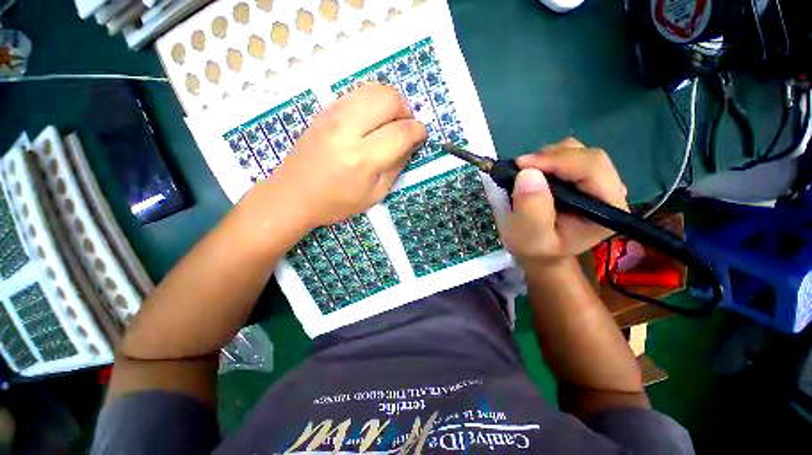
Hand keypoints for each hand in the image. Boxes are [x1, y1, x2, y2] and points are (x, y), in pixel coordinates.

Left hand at [263, 85, 426, 226]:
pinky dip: (372, 102)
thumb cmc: (336, 202)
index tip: (421, 136)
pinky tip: (370, 122)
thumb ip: (396, 166)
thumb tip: (411, 143)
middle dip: (405, 111)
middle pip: (389, 98)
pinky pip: (358, 93)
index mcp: (362, 159)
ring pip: (374, 88)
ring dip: (390, 103)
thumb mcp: (375, 194)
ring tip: (388, 124)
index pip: (401, 132)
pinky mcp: (324, 110)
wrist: (293, 194)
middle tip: (404, 129)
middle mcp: (347, 129)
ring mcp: (333, 115)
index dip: (418, 131)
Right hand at [499, 138, 628, 269]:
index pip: (592, 169)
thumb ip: (532, 210)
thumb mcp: (530, 238)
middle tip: (519, 168)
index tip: (522, 165)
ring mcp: (597, 182)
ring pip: (577, 151)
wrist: (540, 252)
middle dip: (550, 157)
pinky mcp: (582, 178)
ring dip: (547, 157)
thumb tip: (528, 173)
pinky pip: (566, 155)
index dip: (558, 161)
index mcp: (607, 209)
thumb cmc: (536, 249)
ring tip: (525, 173)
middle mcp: (609, 191)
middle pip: (587, 156)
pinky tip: (533, 174)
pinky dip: (546, 159)